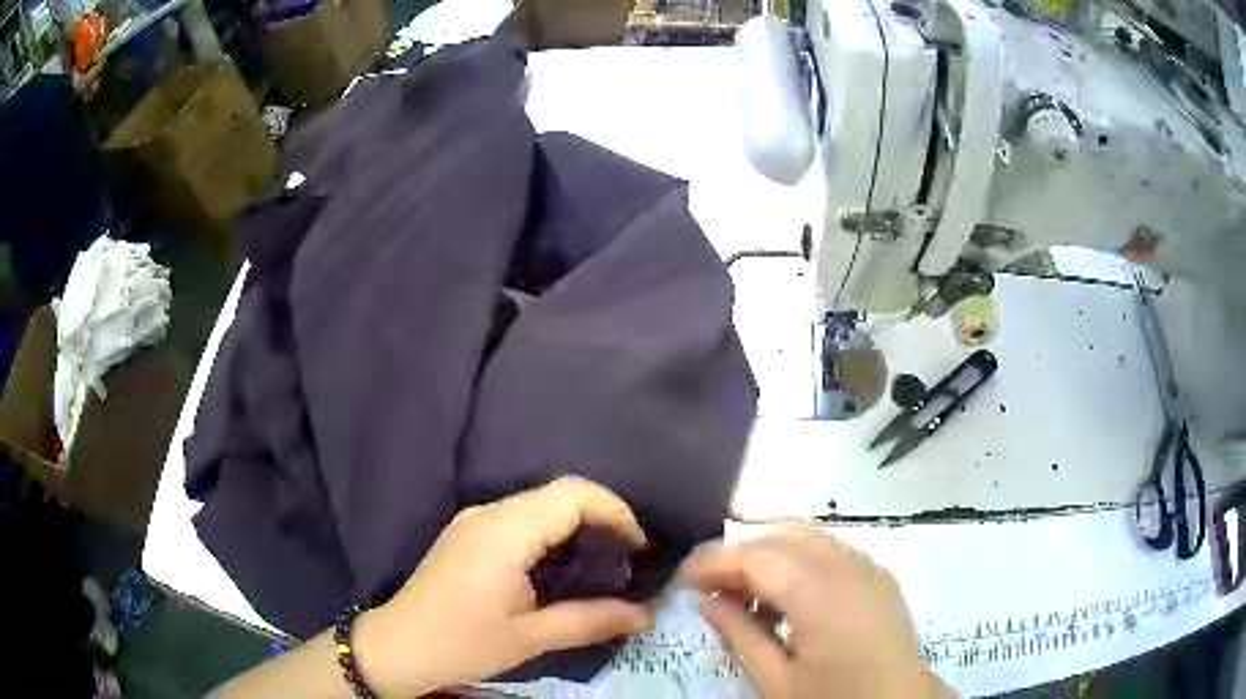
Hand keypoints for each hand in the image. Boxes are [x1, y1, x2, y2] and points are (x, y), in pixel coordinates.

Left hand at [353, 477, 651, 695]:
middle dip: (602, 517)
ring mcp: (475, 520)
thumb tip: (645, 613)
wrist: (399, 646)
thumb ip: (591, 620)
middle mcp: (489, 513)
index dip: (615, 512)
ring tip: (602, 565)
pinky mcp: (468, 533)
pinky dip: (552, 533)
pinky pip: (521, 518)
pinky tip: (561, 567)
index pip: (573, 494)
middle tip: (627, 559)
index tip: (638, 548)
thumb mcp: (531, 637)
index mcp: (506, 532)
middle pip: (559, 493)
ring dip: (577, 525)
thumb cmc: (463, 643)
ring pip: (540, 504)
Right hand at [681, 528, 943, 698]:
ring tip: (744, 595)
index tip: (683, 579)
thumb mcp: (777, 680)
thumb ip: (740, 635)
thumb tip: (705, 601)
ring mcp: (870, 567)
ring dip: (770, 555)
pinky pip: (831, 552)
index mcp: (823, 595)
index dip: (716, 563)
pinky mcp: (879, 576)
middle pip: (783, 536)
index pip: (758, 558)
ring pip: (808, 538)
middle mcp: (850, 567)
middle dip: (741, 553)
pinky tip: (786, 600)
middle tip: (709, 585)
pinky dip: (799, 562)